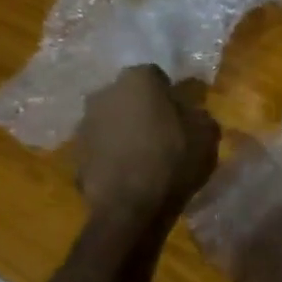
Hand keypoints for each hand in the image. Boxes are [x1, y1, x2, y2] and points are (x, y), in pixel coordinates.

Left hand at [72, 67, 220, 222]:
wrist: (130, 206)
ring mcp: (84, 123)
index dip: (169, 93)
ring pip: (112, 119)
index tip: (181, 111)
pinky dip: (113, 152)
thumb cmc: (173, 159)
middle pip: (129, 95)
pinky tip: (130, 171)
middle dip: (144, 108)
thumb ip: (197, 113)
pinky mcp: (74, 152)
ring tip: (145, 154)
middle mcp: (104, 93)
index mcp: (137, 80)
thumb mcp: (207, 133)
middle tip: (164, 130)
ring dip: (126, 130)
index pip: (156, 75)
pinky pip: (102, 145)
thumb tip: (188, 111)